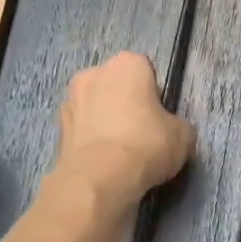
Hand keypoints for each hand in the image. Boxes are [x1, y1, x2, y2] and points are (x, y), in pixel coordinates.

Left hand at [52, 52, 195, 209]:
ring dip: (105, 122)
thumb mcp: (183, 135)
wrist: (99, 178)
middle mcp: (94, 72)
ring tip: (120, 153)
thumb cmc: (147, 144)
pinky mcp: (57, 128)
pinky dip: (91, 140)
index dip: (154, 95)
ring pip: (96, 107)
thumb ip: (176, 124)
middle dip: (126, 104)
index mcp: (127, 63)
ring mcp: (71, 99)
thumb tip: (169, 130)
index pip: (146, 71)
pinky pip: (82, 130)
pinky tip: (103, 162)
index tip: (159, 118)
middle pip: (116, 86)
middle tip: (141, 134)